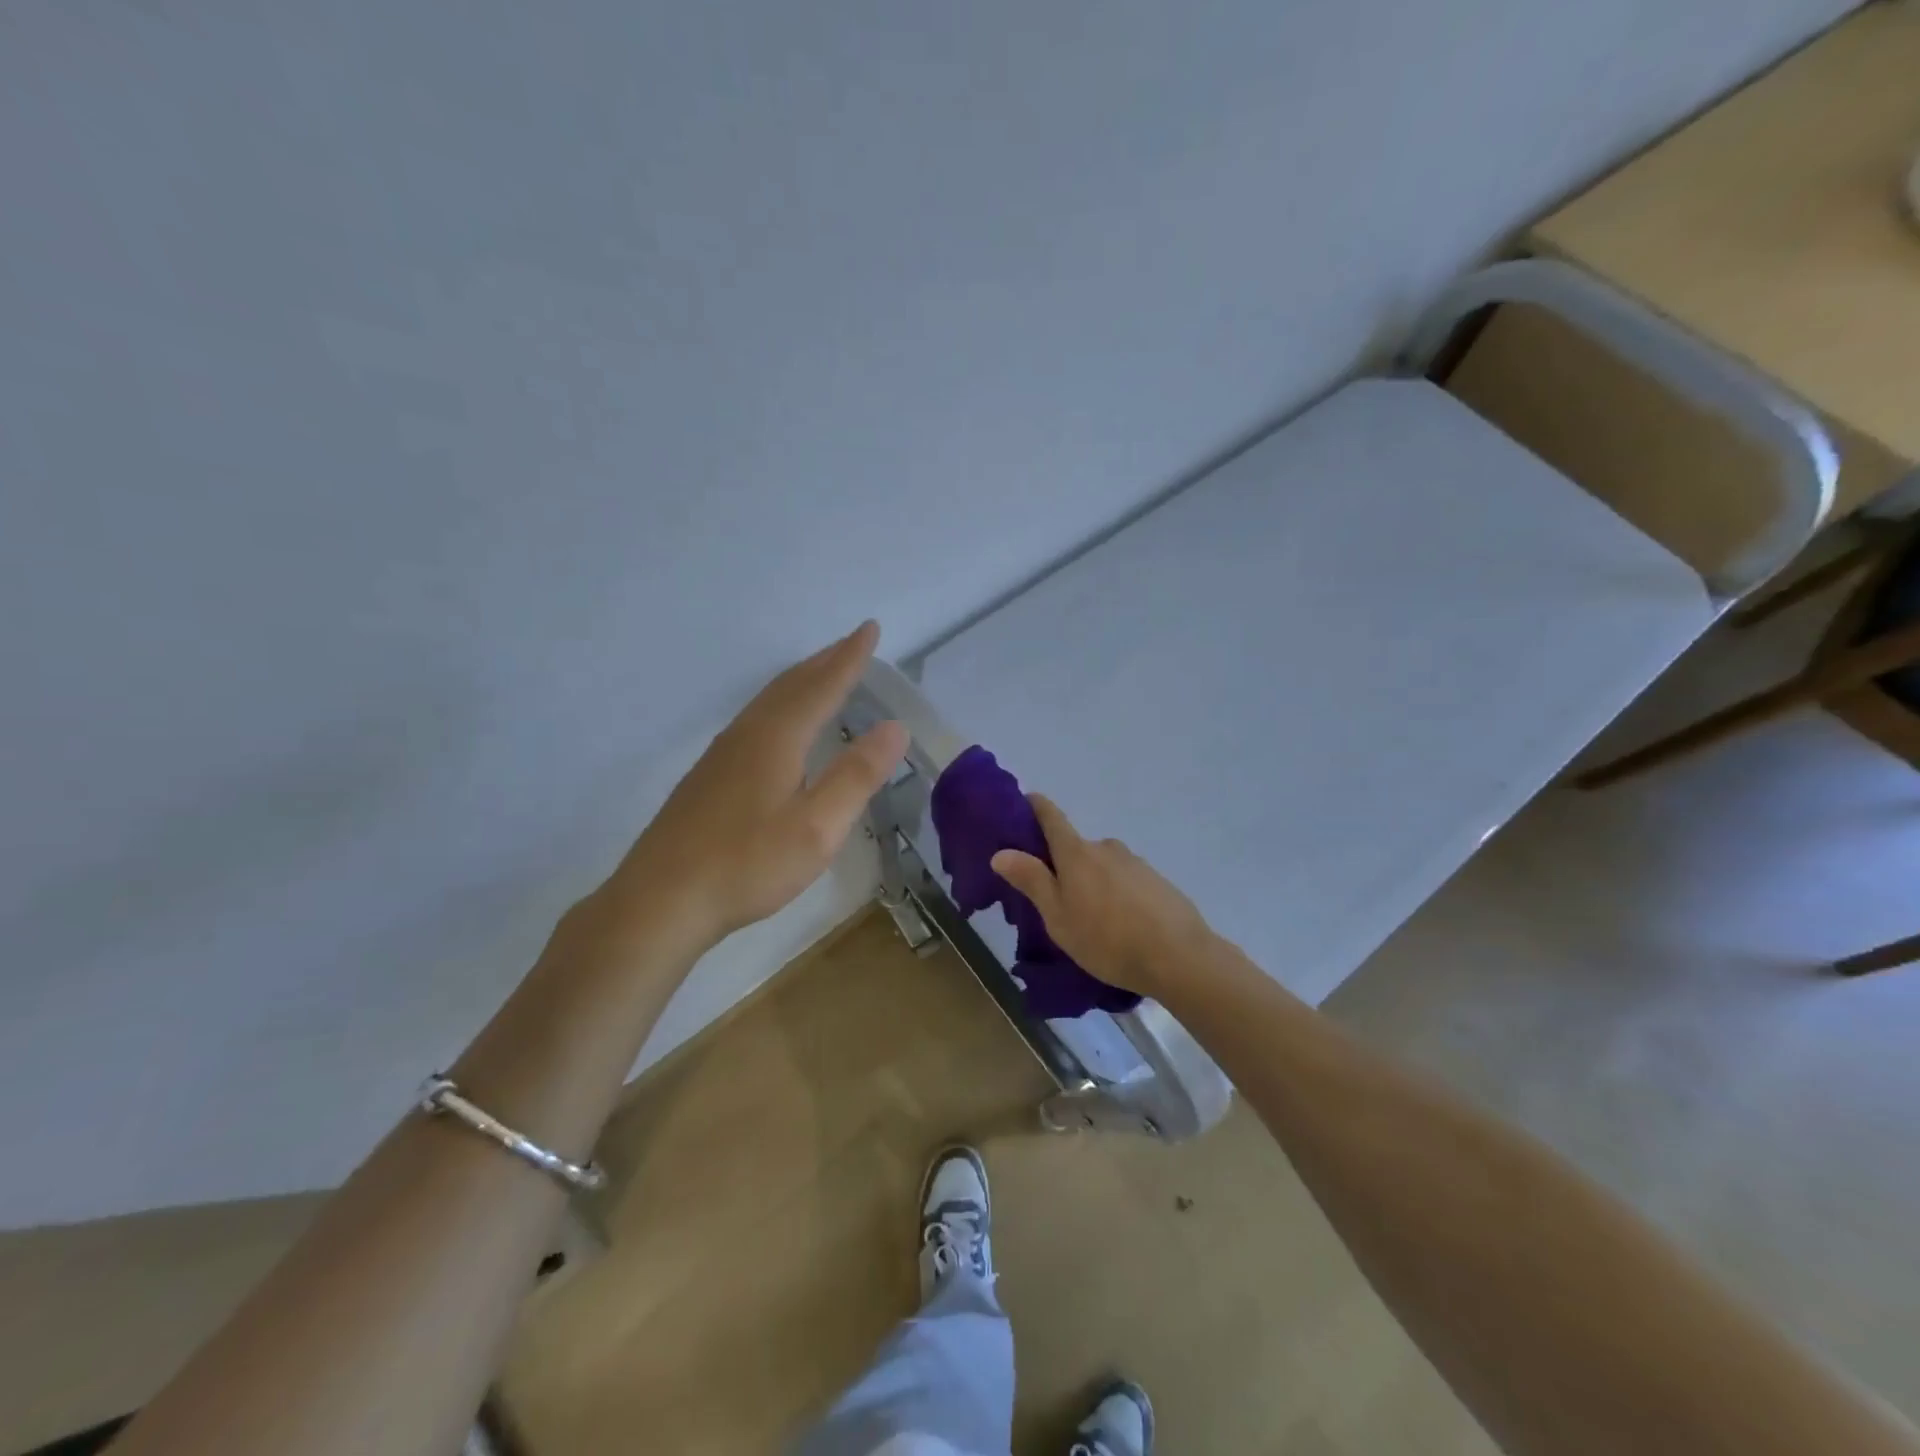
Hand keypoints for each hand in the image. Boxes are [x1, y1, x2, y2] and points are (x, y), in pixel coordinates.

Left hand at [604, 622, 907, 947]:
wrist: (661, 900)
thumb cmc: (747, 864)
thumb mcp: (817, 827)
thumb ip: (857, 775)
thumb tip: (894, 727)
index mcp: (777, 738)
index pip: (822, 686)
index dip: (850, 658)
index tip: (870, 629)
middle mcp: (747, 734)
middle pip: (791, 684)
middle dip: (826, 660)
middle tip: (853, 642)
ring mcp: (722, 754)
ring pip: (768, 700)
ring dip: (801, 680)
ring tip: (823, 671)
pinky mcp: (709, 777)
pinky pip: (755, 719)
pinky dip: (781, 704)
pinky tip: (780, 725)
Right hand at [990, 794, 1215, 996]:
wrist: (1179, 957)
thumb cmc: (1107, 938)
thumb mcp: (1058, 916)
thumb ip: (1031, 881)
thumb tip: (1001, 852)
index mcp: (1077, 853)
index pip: (1051, 816)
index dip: (1035, 806)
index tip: (1025, 801)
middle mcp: (1106, 848)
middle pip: (1077, 847)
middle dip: (1064, 865)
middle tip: (1056, 898)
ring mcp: (1136, 863)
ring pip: (1103, 866)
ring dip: (1093, 882)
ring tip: (1092, 921)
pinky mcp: (1158, 882)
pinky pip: (1126, 881)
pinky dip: (1118, 895)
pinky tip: (1122, 925)